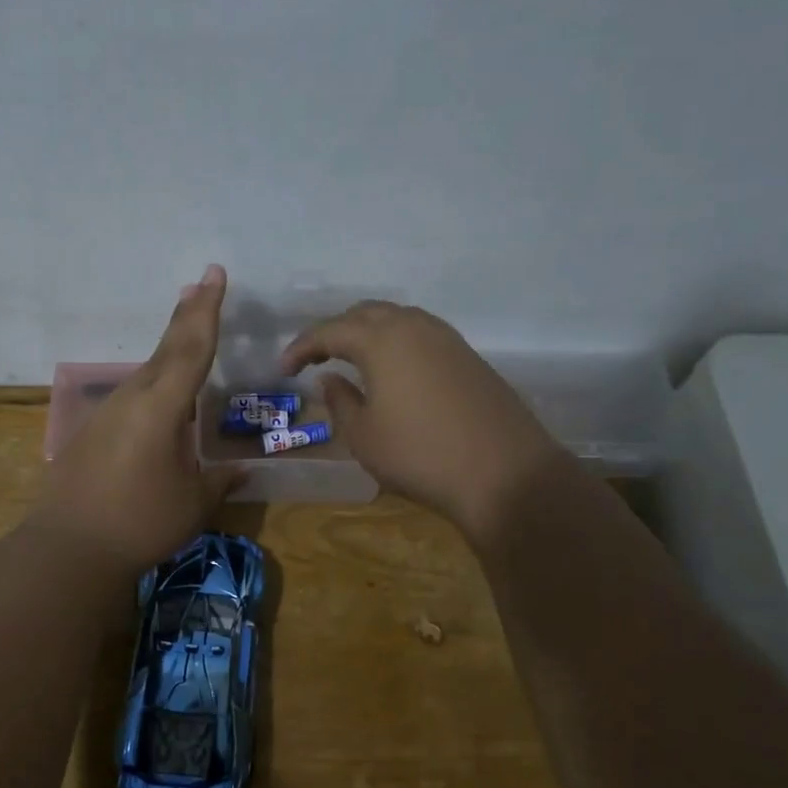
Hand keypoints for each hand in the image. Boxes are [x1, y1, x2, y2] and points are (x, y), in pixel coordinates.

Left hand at [31, 265, 243, 571]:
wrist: (66, 548)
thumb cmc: (140, 523)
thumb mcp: (192, 504)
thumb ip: (219, 481)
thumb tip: (242, 471)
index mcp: (161, 407)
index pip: (192, 348)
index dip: (207, 311)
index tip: (213, 274)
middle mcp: (133, 399)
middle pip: (166, 349)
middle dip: (187, 316)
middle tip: (199, 284)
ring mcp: (108, 414)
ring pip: (148, 372)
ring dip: (170, 349)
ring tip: (187, 329)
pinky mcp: (92, 433)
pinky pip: (133, 397)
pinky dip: (154, 384)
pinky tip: (162, 400)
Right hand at [280, 301, 565, 545]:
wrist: (505, 473)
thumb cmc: (420, 455)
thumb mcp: (364, 436)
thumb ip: (340, 401)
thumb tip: (330, 379)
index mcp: (380, 339)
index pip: (329, 331)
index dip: (301, 347)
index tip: (283, 369)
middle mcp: (413, 326)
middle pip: (364, 314)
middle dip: (334, 331)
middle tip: (314, 359)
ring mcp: (446, 338)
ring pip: (396, 319)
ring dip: (367, 333)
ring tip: (350, 361)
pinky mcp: (468, 356)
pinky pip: (420, 334)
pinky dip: (395, 343)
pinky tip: (392, 371)